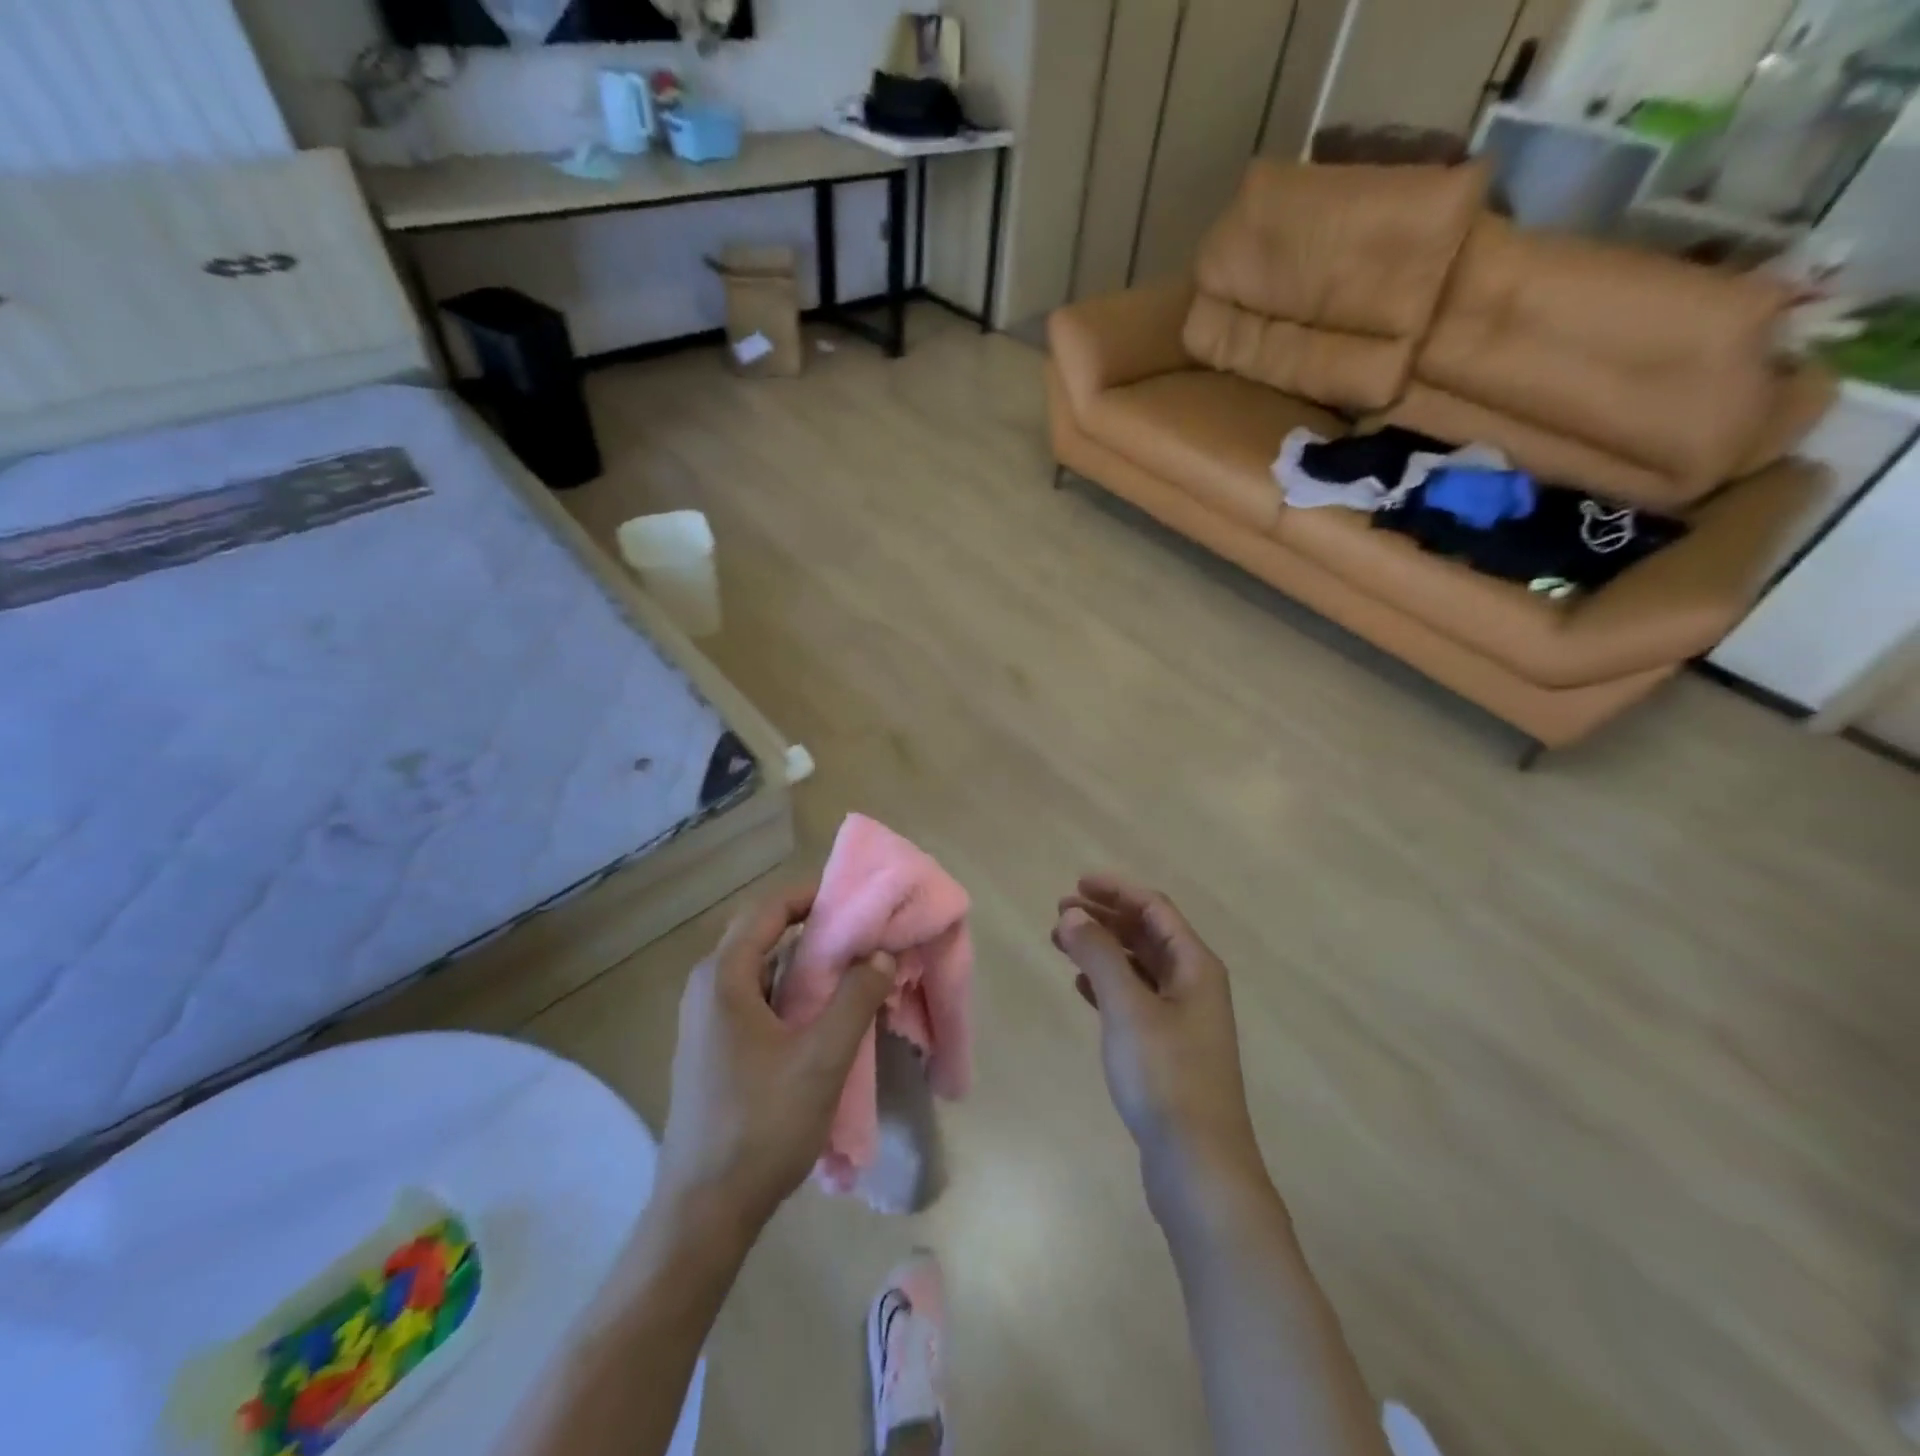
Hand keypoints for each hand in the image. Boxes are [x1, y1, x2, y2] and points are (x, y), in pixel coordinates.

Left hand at [655, 884, 895, 1236]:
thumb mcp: (822, 1058)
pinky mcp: (712, 1049)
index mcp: (722, 978)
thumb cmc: (762, 1125)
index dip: (811, 895)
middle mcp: (706, 989)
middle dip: (810, 926)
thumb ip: (856, 998)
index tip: (855, 897)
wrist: (704, 1212)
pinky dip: (789, 990)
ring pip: (759, 969)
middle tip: (859, 930)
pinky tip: (822, 1012)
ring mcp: (705, 1022)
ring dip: (802, 961)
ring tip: (850, 966)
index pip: (768, 910)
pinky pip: (754, 998)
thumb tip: (880, 953)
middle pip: (760, 934)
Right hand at [1053, 876, 1266, 1216]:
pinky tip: (1082, 986)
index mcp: (1195, 966)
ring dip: (1103, 949)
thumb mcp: (1127, 1006)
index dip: (1116, 890)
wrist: (1198, 1166)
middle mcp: (1194, 985)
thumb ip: (1098, 954)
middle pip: (1147, 934)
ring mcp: (1183, 1019)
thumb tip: (1073, 914)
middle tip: (1059, 912)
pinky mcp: (1168, 1049)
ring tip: (1061, 943)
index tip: (1076, 884)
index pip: (1154, 908)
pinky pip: (1135, 998)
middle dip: (1105, 917)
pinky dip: (1108, 983)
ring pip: (1139, 966)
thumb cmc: (1164, 1076)